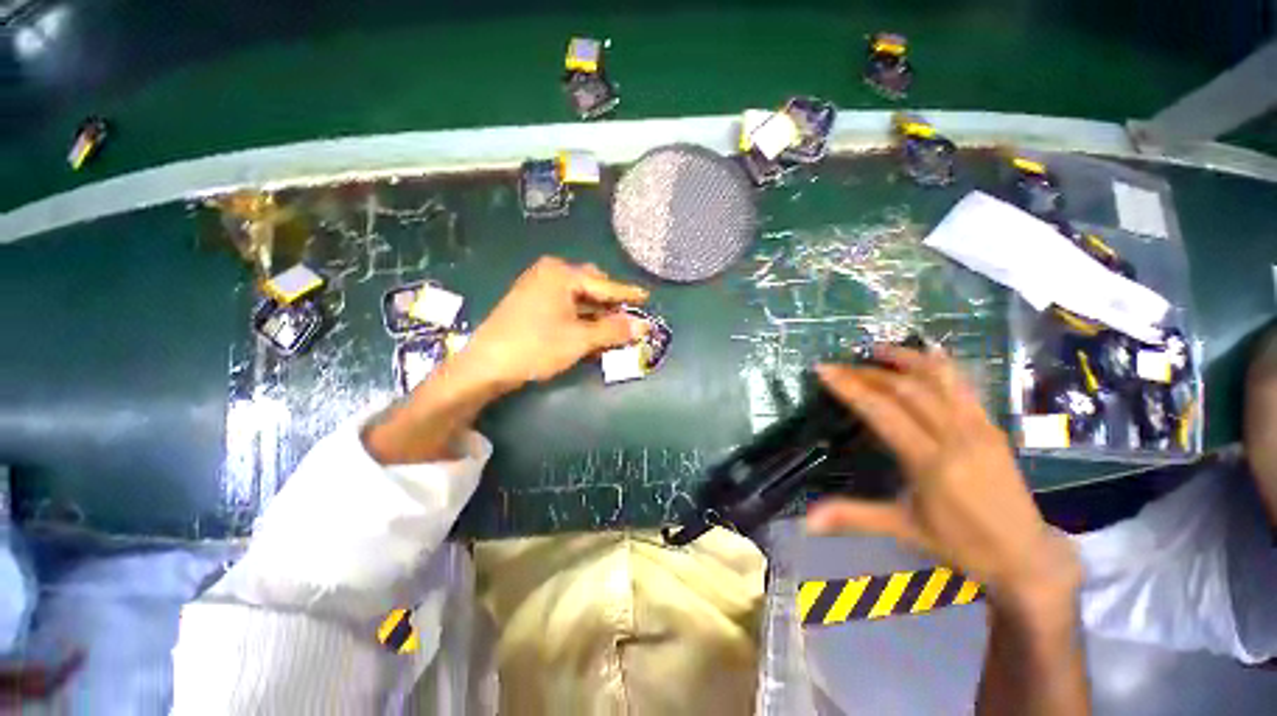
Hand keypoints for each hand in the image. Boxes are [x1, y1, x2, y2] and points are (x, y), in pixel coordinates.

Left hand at [464, 257, 649, 389]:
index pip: (604, 284)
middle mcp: (549, 273)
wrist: (486, 365)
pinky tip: (590, 330)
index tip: (647, 296)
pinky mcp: (530, 303)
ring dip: (596, 312)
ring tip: (613, 327)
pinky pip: (564, 305)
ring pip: (577, 297)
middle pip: (591, 286)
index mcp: (561, 274)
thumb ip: (614, 330)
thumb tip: (644, 325)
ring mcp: (537, 287)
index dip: (627, 293)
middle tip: (628, 317)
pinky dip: (580, 316)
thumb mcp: (580, 339)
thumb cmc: (536, 346)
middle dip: (610, 303)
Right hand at [807, 345, 1080, 600]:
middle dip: (868, 373)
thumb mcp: (903, 529)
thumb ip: (853, 517)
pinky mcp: (992, 426)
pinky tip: (929, 353)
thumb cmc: (961, 544)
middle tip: (839, 365)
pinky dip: (941, 365)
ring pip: (939, 379)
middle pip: (906, 389)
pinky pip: (964, 386)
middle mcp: (956, 437)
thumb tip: (807, 521)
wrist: (1027, 556)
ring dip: (906, 359)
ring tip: (878, 349)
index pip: (882, 412)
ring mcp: (979, 427)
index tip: (825, 369)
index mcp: (931, 463)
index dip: (850, 387)